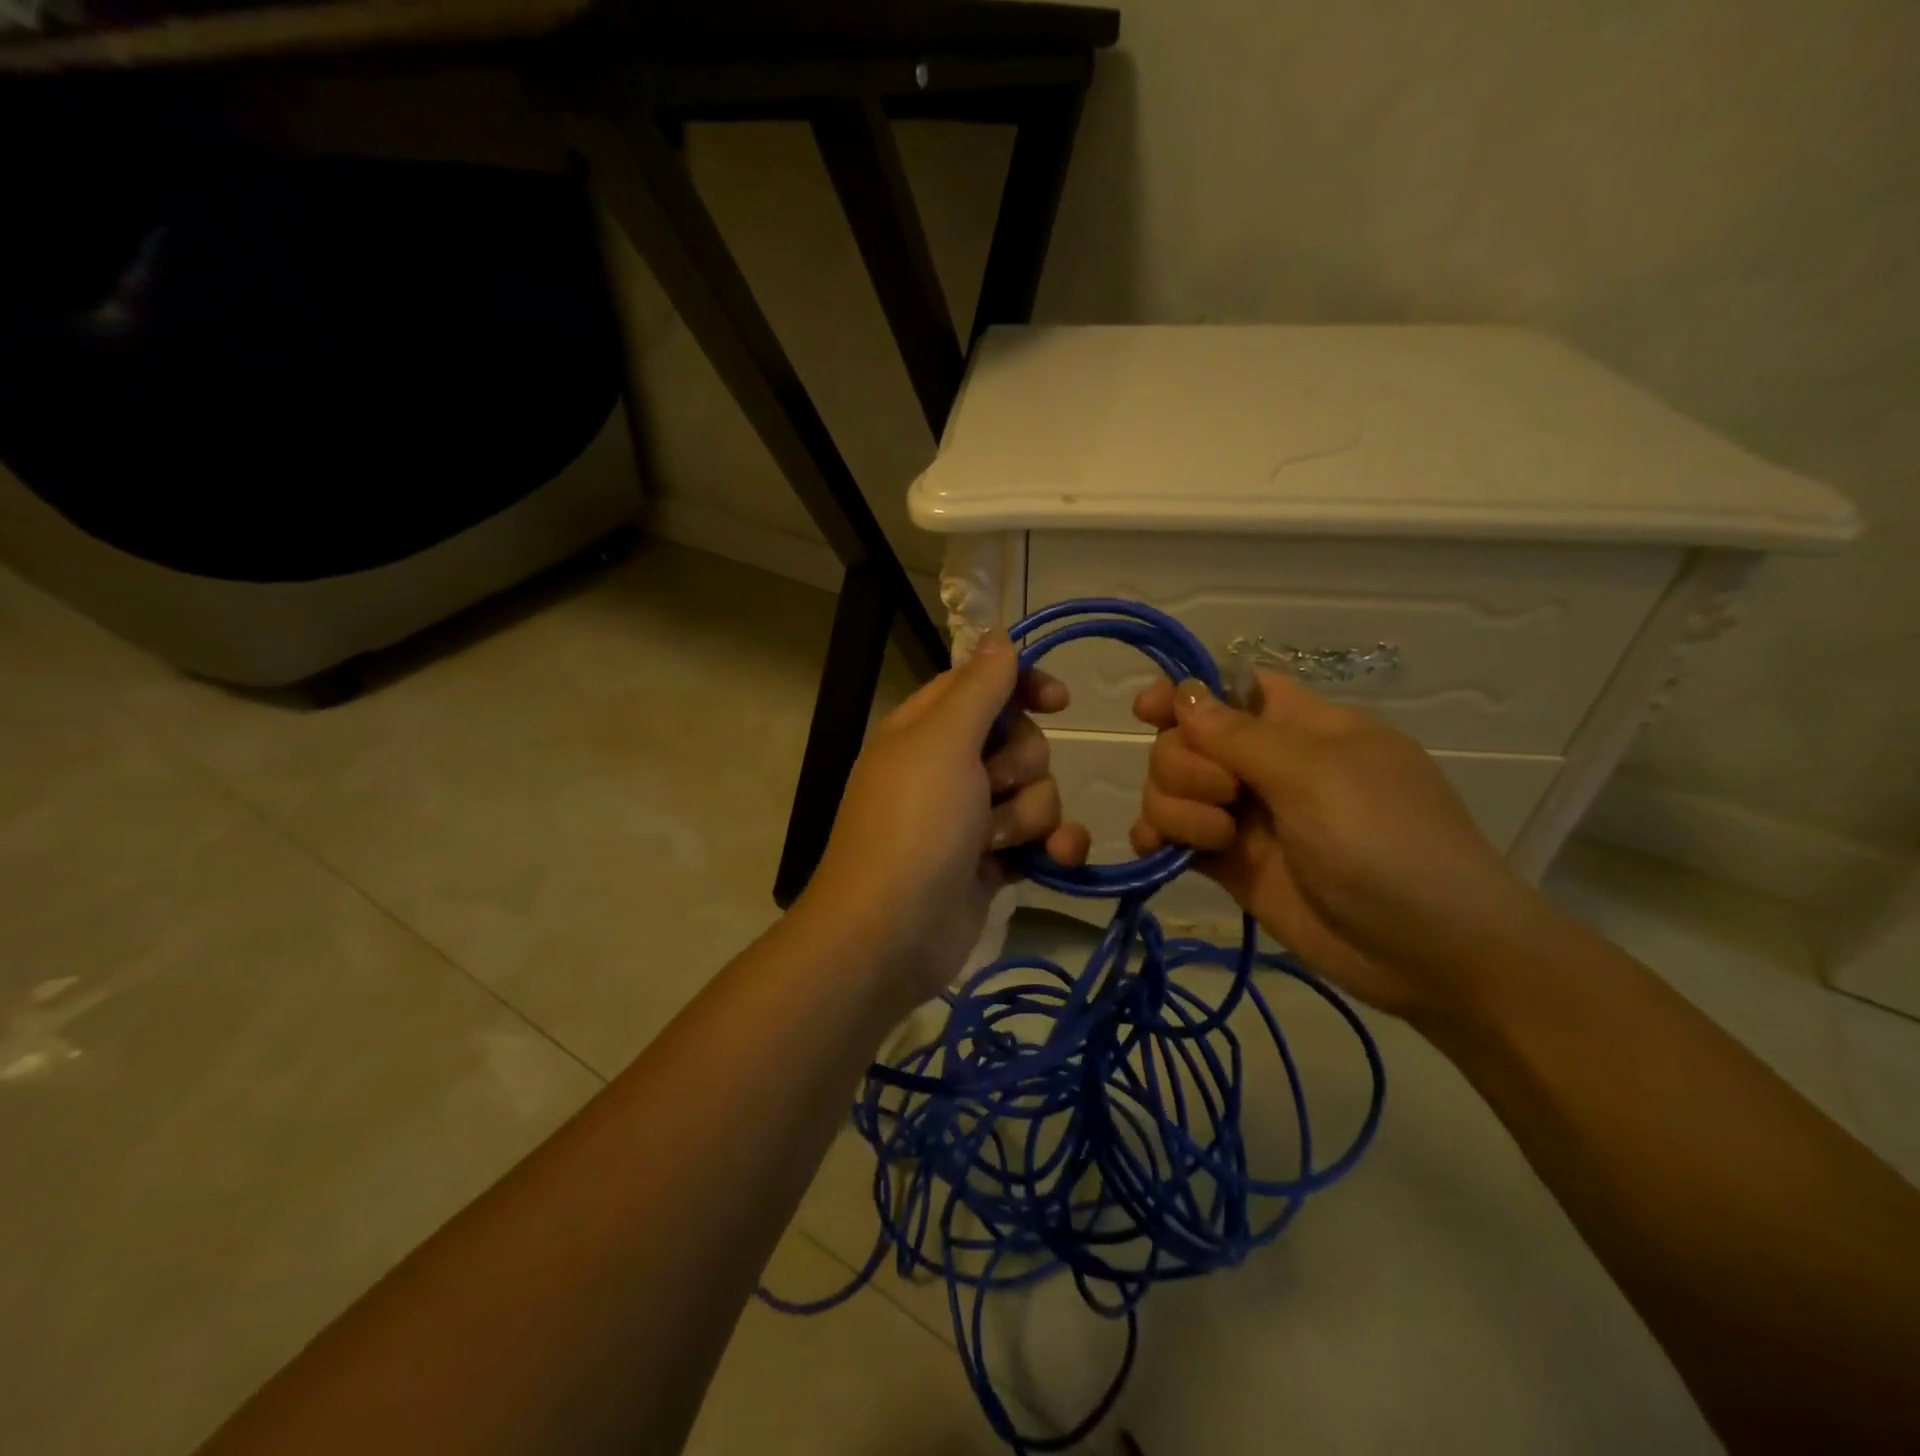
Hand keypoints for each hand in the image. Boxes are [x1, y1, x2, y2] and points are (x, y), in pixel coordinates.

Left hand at [802, 630, 1089, 1013]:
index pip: (983, 685)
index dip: (1022, 686)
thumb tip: (998, 635)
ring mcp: (969, 817)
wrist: (892, 932)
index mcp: (926, 728)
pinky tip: (1056, 859)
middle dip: (1021, 765)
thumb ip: (979, 687)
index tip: (1058, 701)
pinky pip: (1038, 838)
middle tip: (991, 788)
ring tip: (995, 841)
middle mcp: (947, 767)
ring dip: (1028, 815)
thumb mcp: (944, 741)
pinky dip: (1051, 847)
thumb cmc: (915, 824)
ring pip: (1035, 792)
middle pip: (1019, 740)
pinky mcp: (989, 862)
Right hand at [1129, 672, 1539, 1019]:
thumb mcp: (1316, 775)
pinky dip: (1156, 837)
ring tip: (1217, 838)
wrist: (1429, 953)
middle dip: (1185, 764)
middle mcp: (1265, 764)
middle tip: (1226, 796)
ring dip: (1174, 806)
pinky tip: (1156, 851)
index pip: (1228, 690)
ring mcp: (1245, 816)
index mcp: (1298, 725)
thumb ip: (1239, 736)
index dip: (1185, 693)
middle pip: (1186, 740)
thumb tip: (1183, 693)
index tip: (1148, 710)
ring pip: (1171, 788)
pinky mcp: (1229, 863)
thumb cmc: (1387, 841)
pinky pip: (1172, 836)